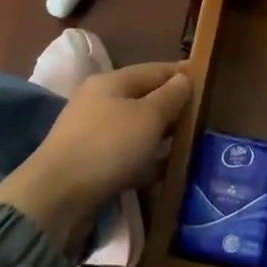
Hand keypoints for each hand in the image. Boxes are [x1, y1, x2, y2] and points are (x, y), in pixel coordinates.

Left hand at [0, 62, 192, 248]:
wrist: (57, 197)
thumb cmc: (107, 147)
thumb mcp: (147, 117)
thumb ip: (169, 97)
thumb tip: (184, 78)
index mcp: (111, 83)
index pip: (154, 70)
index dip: (182, 73)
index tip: (208, 78)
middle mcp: (100, 103)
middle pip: (145, 99)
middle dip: (174, 107)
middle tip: (206, 115)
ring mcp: (95, 135)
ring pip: (138, 130)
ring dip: (163, 135)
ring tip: (193, 143)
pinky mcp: (94, 166)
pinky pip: (129, 157)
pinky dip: (148, 161)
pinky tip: (168, 170)